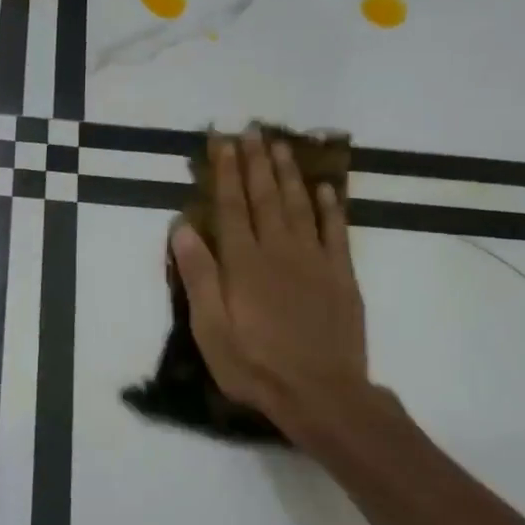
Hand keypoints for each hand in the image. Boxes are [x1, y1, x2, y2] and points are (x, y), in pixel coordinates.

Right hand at [171, 129, 371, 442]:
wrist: (321, 394)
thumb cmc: (254, 366)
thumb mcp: (210, 329)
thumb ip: (198, 276)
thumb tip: (182, 227)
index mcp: (243, 264)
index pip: (231, 207)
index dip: (225, 173)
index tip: (222, 142)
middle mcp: (279, 251)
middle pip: (265, 198)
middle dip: (256, 162)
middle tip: (251, 130)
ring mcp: (315, 261)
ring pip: (300, 206)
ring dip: (289, 174)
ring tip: (281, 145)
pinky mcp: (342, 276)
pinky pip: (337, 232)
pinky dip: (331, 208)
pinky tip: (326, 189)